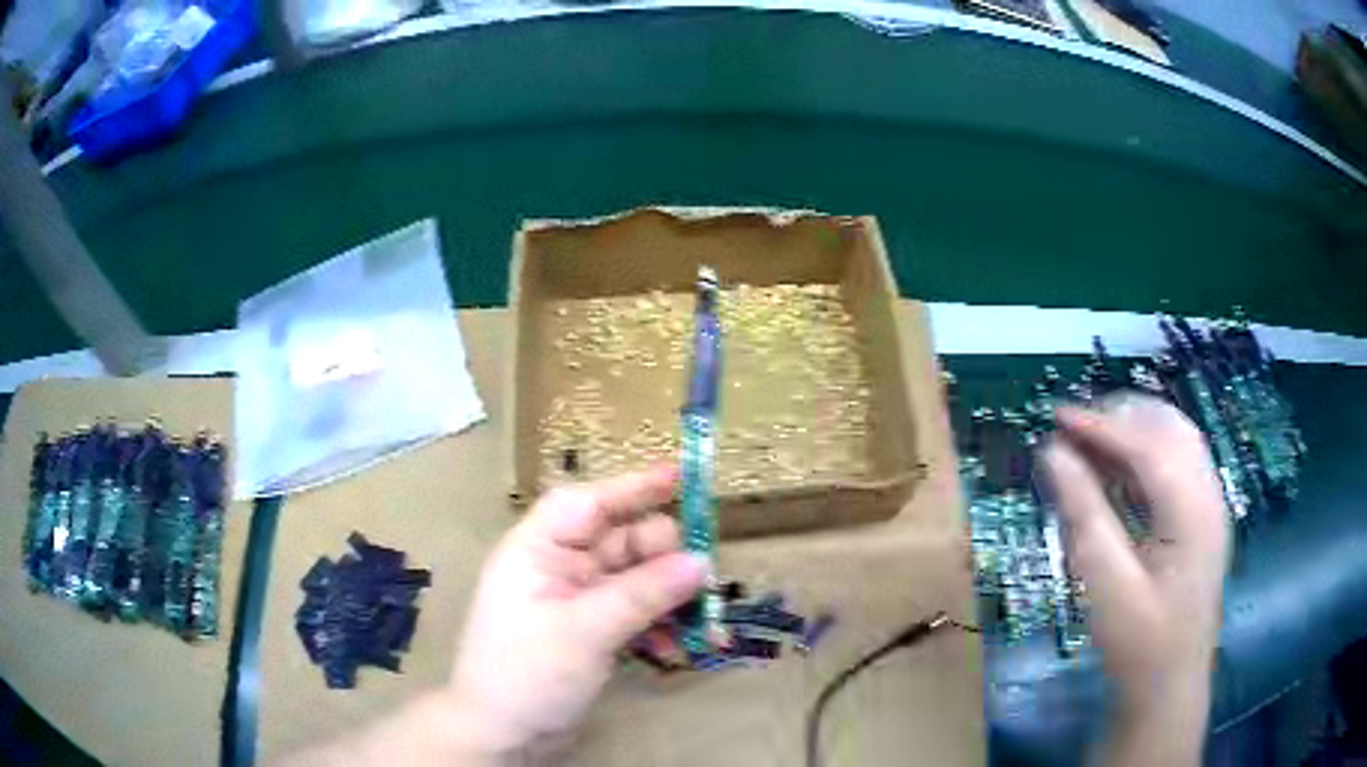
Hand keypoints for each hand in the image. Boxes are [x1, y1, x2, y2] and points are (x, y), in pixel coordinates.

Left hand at [449, 465, 708, 753]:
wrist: (501, 734)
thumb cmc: (527, 673)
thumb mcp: (586, 630)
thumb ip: (644, 593)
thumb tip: (701, 562)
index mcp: (537, 551)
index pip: (586, 503)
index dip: (631, 486)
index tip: (682, 476)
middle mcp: (556, 568)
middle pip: (619, 541)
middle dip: (663, 555)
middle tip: (705, 573)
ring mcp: (575, 602)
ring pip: (634, 579)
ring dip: (667, 596)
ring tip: (701, 618)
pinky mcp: (590, 632)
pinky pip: (633, 613)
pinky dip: (656, 625)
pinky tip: (675, 648)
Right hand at [1042, 395, 1228, 763]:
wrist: (1169, 686)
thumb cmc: (1139, 644)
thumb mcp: (1106, 586)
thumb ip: (1084, 514)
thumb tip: (1053, 454)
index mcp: (1194, 512)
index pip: (1149, 446)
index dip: (1102, 425)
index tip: (1056, 416)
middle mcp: (1209, 494)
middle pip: (1169, 428)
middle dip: (1120, 417)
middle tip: (1072, 426)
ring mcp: (1209, 503)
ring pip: (1175, 439)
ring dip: (1133, 429)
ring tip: (1089, 438)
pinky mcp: (1202, 516)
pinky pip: (1176, 462)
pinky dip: (1144, 452)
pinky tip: (1116, 466)